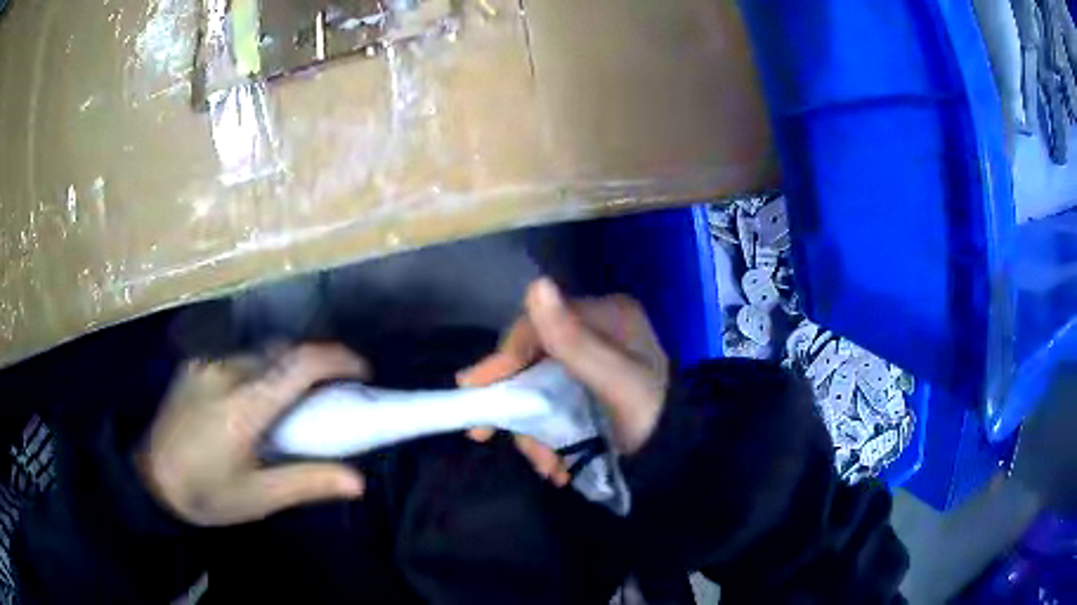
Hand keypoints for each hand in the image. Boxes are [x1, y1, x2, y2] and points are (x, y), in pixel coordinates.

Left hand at [141, 344, 368, 526]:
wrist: (151, 478)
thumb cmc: (207, 494)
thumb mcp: (258, 497)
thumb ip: (307, 482)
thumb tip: (358, 481)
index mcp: (243, 407)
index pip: (297, 366)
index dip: (336, 359)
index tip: (361, 371)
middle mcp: (225, 373)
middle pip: (283, 352)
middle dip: (314, 364)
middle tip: (330, 392)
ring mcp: (207, 362)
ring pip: (261, 352)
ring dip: (286, 366)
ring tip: (294, 398)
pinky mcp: (196, 362)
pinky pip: (240, 355)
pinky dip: (261, 367)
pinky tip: (257, 395)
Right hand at [458, 279, 668, 481]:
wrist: (681, 456)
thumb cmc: (650, 415)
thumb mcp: (613, 380)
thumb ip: (572, 341)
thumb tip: (535, 284)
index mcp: (605, 316)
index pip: (537, 327)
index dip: (503, 358)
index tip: (475, 388)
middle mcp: (596, 334)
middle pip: (534, 362)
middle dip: (517, 406)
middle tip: (484, 434)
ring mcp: (593, 364)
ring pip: (540, 390)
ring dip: (533, 432)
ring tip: (548, 467)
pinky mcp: (591, 391)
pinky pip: (554, 407)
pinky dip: (548, 437)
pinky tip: (557, 464)